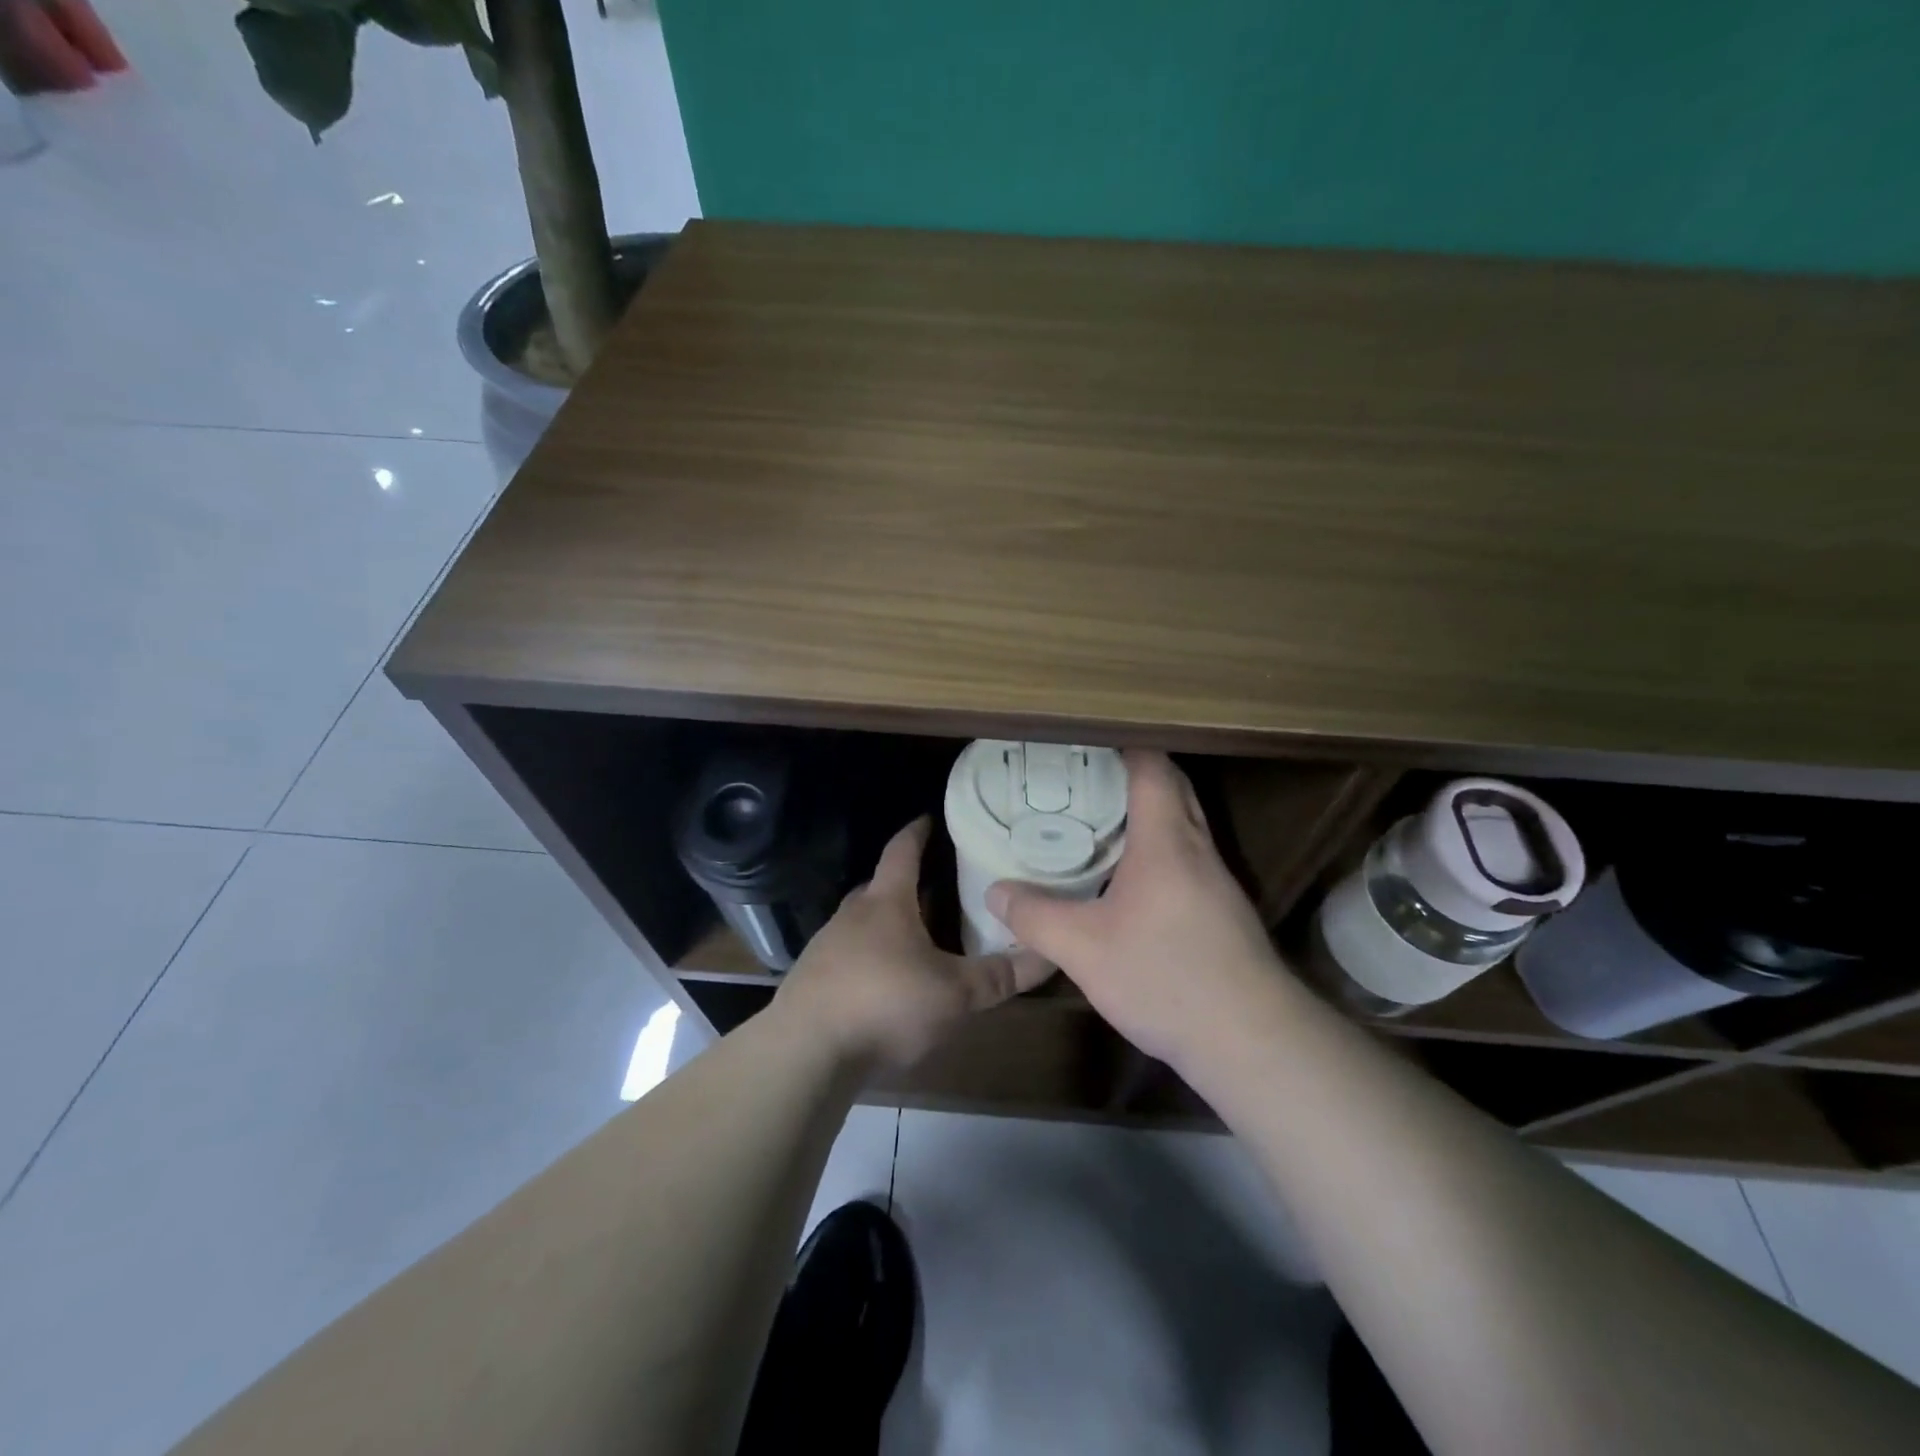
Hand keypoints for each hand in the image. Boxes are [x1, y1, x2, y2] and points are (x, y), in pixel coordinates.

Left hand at [776, 816, 1051, 1071]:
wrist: (806, 1051)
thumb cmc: (886, 1004)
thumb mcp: (955, 994)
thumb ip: (1000, 976)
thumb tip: (1049, 955)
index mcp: (886, 903)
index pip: (902, 851)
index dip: (917, 832)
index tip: (929, 818)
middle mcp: (852, 915)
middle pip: (880, 886)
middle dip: (905, 883)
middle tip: (935, 886)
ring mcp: (826, 946)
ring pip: (862, 923)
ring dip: (886, 924)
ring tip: (915, 937)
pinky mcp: (812, 979)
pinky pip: (847, 955)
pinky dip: (868, 957)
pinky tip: (883, 983)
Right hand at [987, 750, 1286, 1070]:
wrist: (1252, 1040)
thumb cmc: (1166, 977)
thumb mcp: (1084, 950)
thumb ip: (1036, 917)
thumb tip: (996, 893)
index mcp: (1166, 840)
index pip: (1152, 767)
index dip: (1122, 746)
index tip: (1083, 744)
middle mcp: (1198, 849)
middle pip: (1173, 788)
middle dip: (1132, 774)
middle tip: (1082, 780)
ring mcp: (1217, 881)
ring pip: (1183, 824)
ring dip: (1147, 813)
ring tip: (1097, 822)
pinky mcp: (1224, 912)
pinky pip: (1188, 858)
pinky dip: (1159, 849)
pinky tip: (1128, 880)